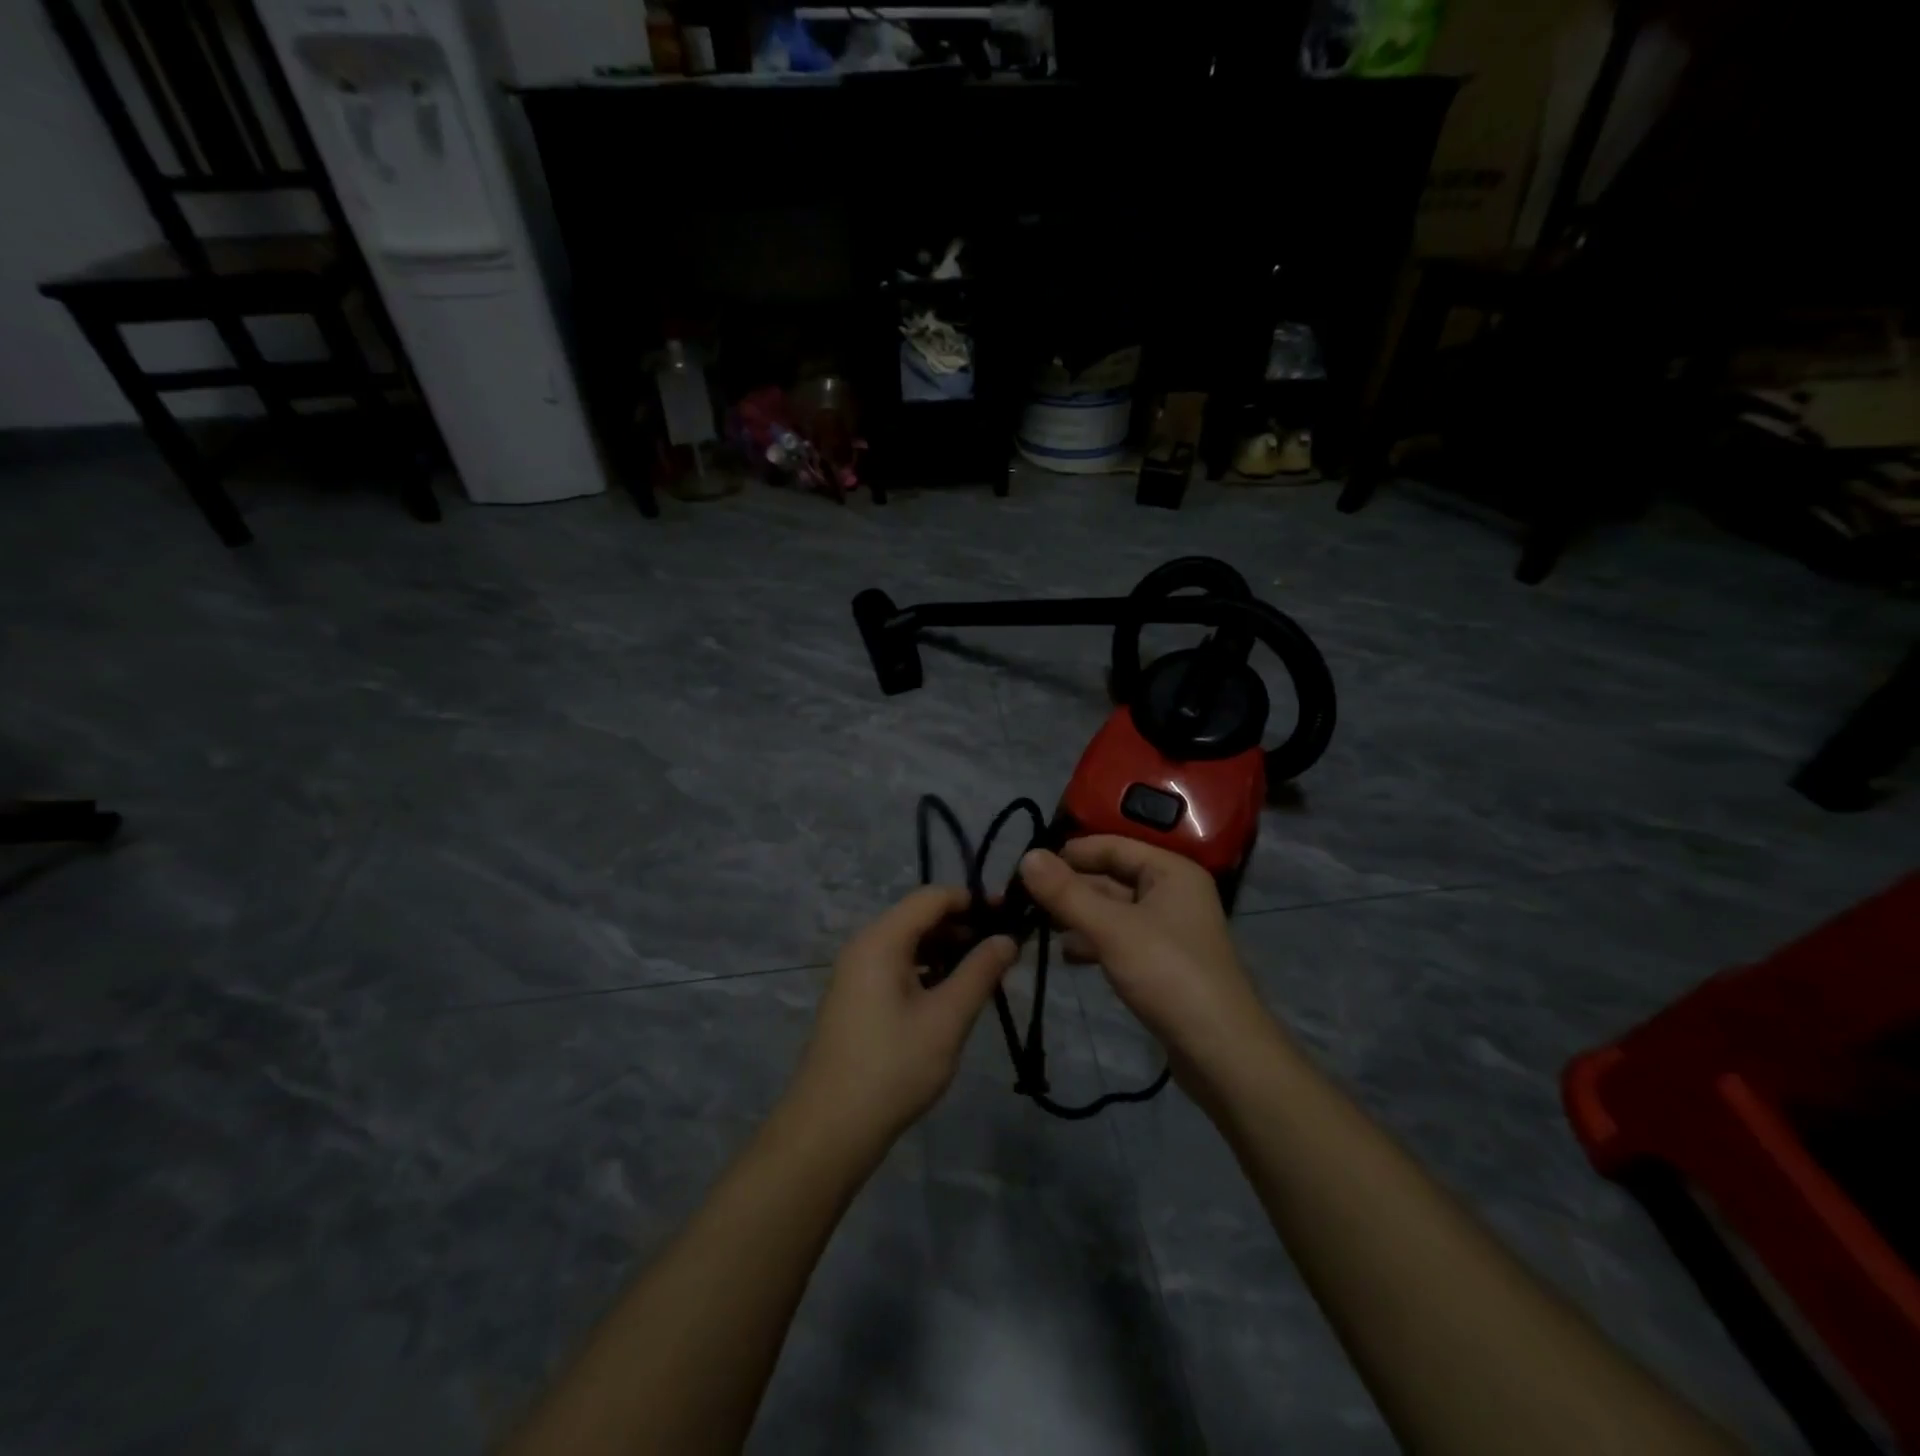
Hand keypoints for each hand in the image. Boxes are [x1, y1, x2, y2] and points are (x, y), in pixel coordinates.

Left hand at [790, 887, 1017, 1144]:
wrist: (830, 1129)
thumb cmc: (893, 1067)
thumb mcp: (946, 1019)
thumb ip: (980, 972)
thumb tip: (1007, 938)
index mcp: (881, 940)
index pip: (932, 897)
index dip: (973, 900)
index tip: (1010, 915)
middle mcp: (865, 945)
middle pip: (919, 917)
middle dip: (963, 927)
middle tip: (1005, 949)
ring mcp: (857, 972)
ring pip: (910, 943)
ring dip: (948, 950)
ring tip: (986, 972)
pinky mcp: (857, 997)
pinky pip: (898, 966)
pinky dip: (928, 970)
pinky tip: (953, 994)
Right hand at [1018, 838, 1278, 1077]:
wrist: (1220, 1051)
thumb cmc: (1168, 974)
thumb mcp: (1111, 928)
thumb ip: (1066, 893)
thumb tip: (1026, 857)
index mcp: (1170, 871)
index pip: (1111, 846)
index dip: (1069, 854)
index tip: (1026, 867)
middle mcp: (1172, 892)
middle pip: (1111, 878)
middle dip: (1070, 888)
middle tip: (1022, 900)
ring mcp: (1169, 929)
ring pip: (1113, 910)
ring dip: (1078, 916)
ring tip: (1038, 927)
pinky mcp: (1162, 962)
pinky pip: (1120, 938)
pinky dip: (1094, 941)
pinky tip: (1067, 955)